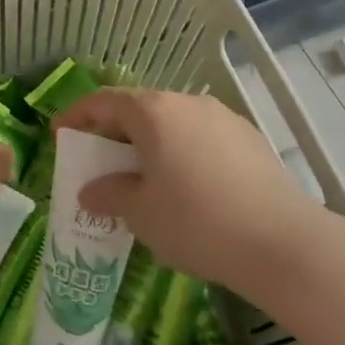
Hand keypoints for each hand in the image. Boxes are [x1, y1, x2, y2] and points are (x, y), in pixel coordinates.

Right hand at [53, 89, 314, 286]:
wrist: (283, 243)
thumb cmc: (196, 222)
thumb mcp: (140, 213)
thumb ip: (108, 194)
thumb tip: (89, 190)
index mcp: (153, 111)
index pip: (103, 101)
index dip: (76, 116)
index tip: (60, 136)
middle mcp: (186, 102)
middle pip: (138, 108)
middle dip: (113, 132)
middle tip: (100, 161)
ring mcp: (222, 118)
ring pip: (172, 122)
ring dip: (149, 142)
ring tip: (143, 176)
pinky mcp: (249, 139)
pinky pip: (200, 136)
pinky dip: (181, 151)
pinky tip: (186, 186)